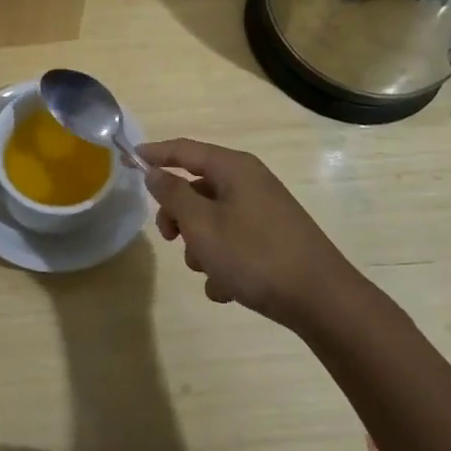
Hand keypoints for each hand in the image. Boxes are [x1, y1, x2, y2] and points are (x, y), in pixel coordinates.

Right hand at [138, 138, 358, 330]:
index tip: (128, 160)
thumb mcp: (203, 225)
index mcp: (234, 169)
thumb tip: (155, 172)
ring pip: (213, 219)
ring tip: (208, 272)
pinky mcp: (274, 239)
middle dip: (178, 215)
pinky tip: (227, 289)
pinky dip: (224, 263)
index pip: (185, 149)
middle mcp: (250, 182)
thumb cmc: (255, 255)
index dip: (155, 153)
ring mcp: (264, 211)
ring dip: (201, 245)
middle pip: (197, 187)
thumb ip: (173, 195)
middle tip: (169, 238)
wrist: (322, 300)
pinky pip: (234, 242)